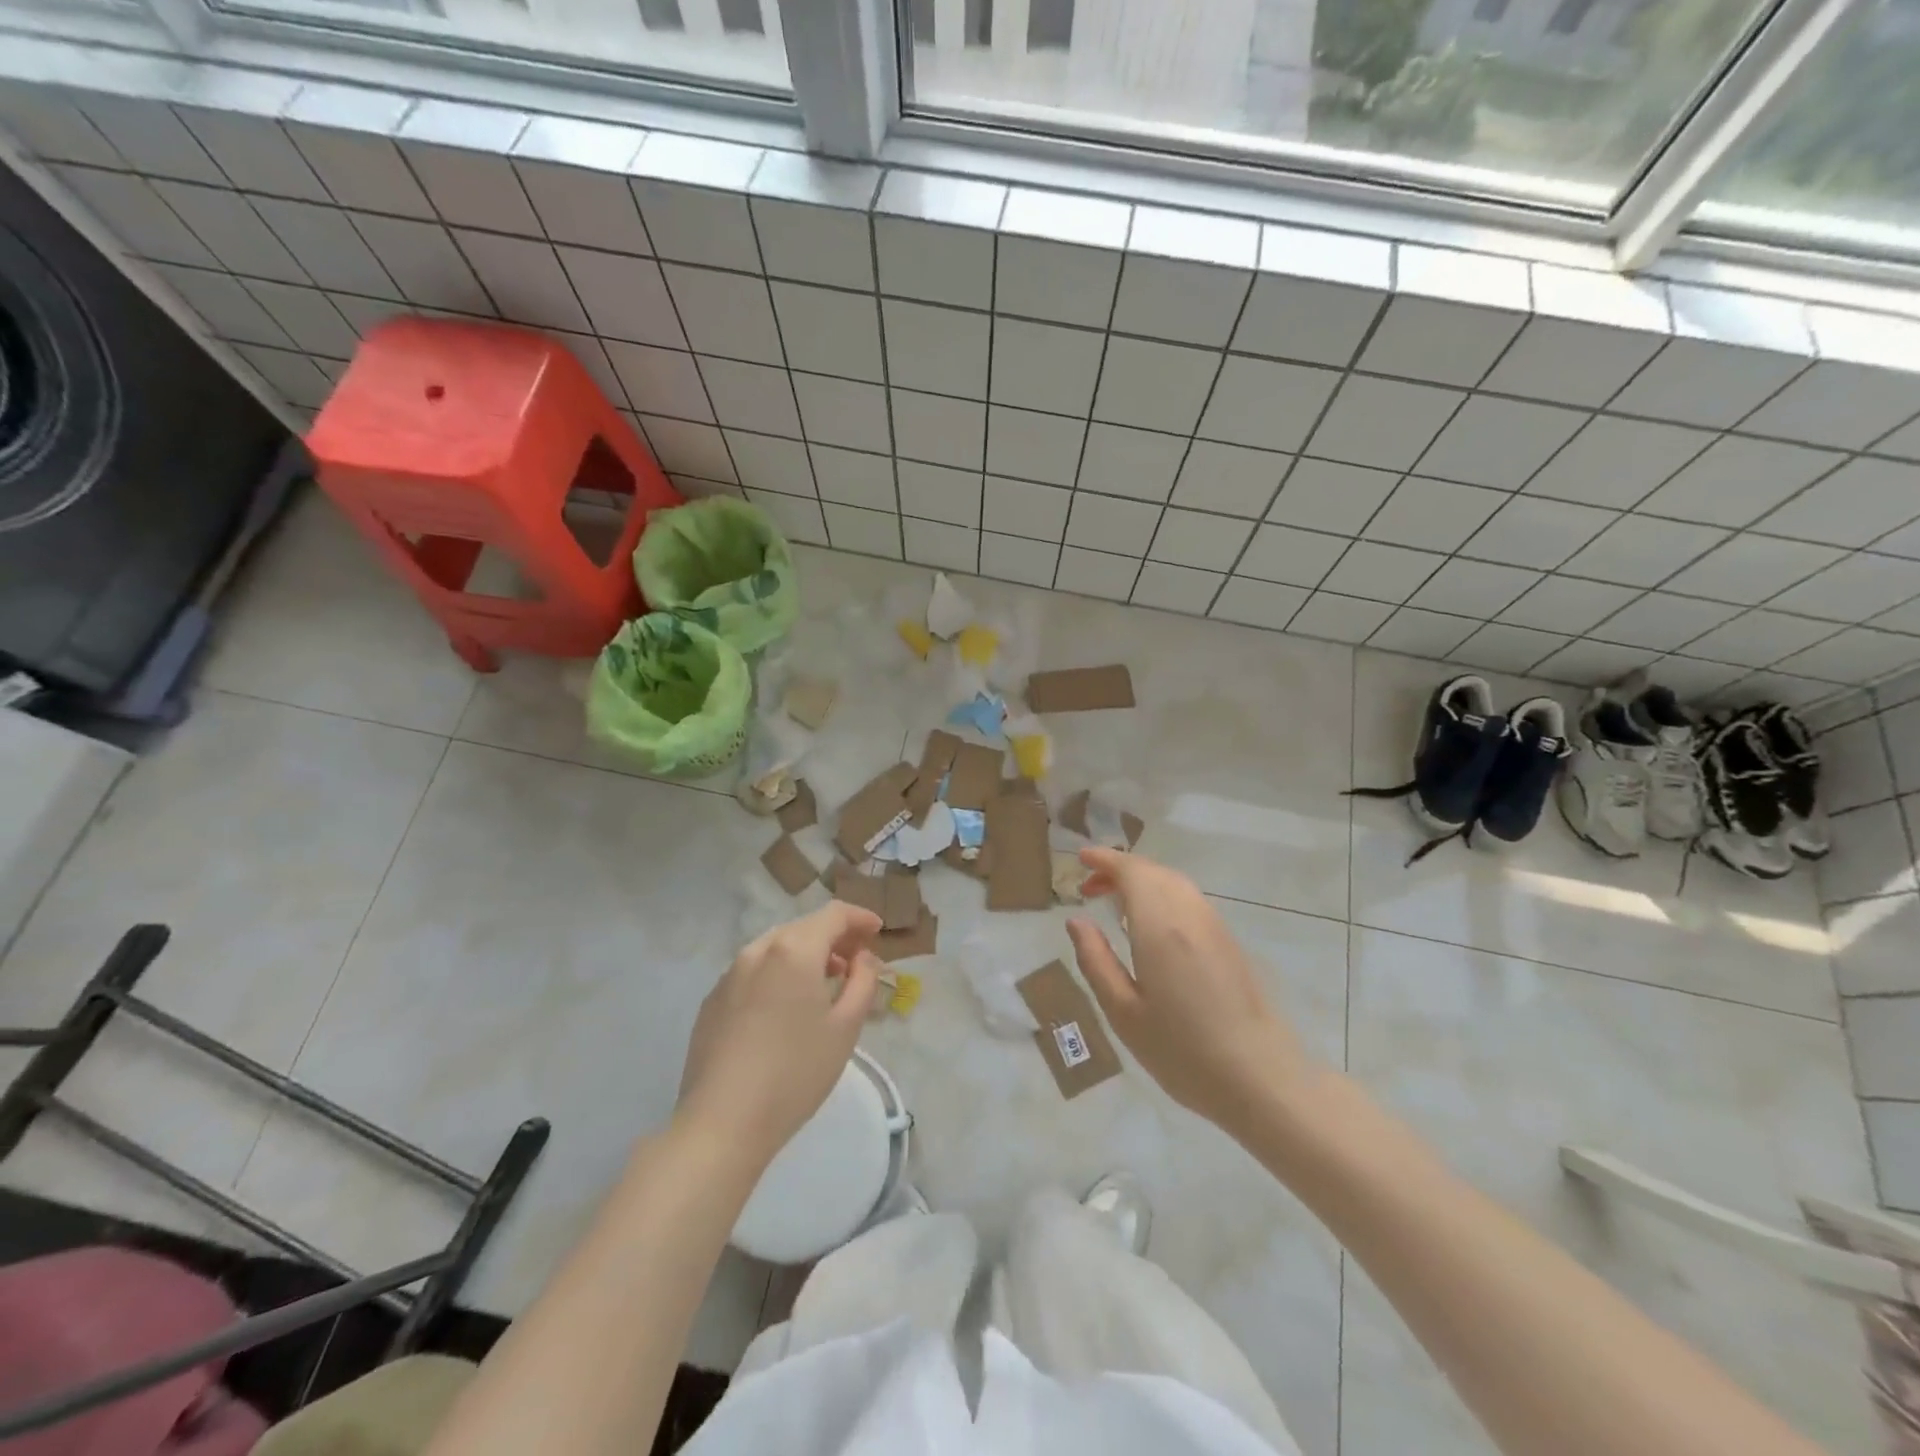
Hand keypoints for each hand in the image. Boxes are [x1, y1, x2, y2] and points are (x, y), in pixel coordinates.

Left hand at [677, 901, 882, 1166]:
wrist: (722, 1123)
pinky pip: (753, 972)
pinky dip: (778, 975)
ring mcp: (729, 974)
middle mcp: (758, 950)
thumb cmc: (796, 1073)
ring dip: (805, 955)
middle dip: (833, 938)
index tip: (877, 931)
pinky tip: (785, 1009)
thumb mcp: (846, 1027)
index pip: (833, 914)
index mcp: (794, 950)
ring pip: (776, 949)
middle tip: (856, 962)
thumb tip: (862, 957)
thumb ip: (863, 981)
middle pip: (803, 928)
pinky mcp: (712, 1001)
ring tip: (824, 984)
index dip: (860, 917)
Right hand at [1067, 847, 1314, 1138]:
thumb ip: (1096, 960)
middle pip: (1153, 872)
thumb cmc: (1182, 1051)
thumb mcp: (1123, 1012)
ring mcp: (1214, 926)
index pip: (1131, 871)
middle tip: (1089, 888)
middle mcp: (1189, 915)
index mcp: (1160, 926)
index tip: (1080, 859)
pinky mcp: (1229, 942)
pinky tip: (1150, 926)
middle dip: (1120, 870)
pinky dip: (1163, 896)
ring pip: (1174, 884)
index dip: (1104, 859)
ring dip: (1143, 882)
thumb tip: (1077, 921)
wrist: (1261, 1079)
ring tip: (1115, 905)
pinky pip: (1189, 901)